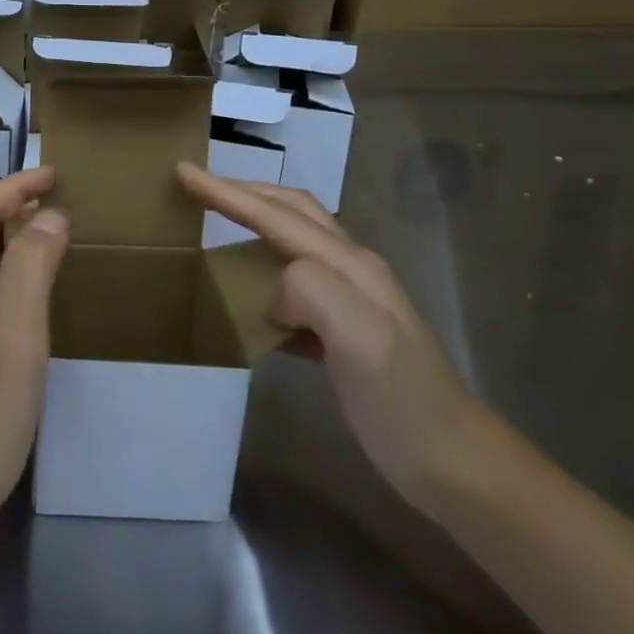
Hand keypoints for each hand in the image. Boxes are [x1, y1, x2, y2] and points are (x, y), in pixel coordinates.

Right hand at [177, 163, 491, 507]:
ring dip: (254, 223)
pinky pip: (294, 285)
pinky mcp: (344, 330)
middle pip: (291, 211)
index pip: (278, 215)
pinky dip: (263, 271)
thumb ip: (313, 291)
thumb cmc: (400, 400)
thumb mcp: (360, 338)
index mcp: (349, 264)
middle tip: (196, 185)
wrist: (450, 461)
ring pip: (293, 243)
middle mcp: (351, 269)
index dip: (228, 193)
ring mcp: (351, 299)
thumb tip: (273, 290)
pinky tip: (247, 294)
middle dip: (243, 192)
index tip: (183, 171)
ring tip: (215, 226)